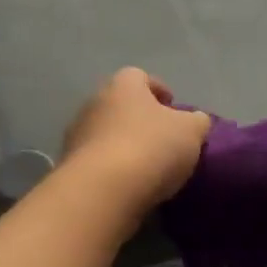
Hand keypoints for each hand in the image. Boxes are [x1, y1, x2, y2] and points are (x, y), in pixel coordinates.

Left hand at [62, 68, 210, 221]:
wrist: (102, 190)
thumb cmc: (151, 147)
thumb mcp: (191, 131)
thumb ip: (197, 121)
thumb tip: (195, 120)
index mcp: (123, 85)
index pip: (141, 77)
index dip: (159, 90)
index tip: (173, 108)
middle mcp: (94, 102)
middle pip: (121, 105)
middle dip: (140, 119)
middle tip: (163, 139)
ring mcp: (77, 134)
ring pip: (106, 133)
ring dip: (124, 144)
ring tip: (147, 166)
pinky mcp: (70, 165)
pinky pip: (97, 161)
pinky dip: (112, 168)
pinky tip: (129, 184)